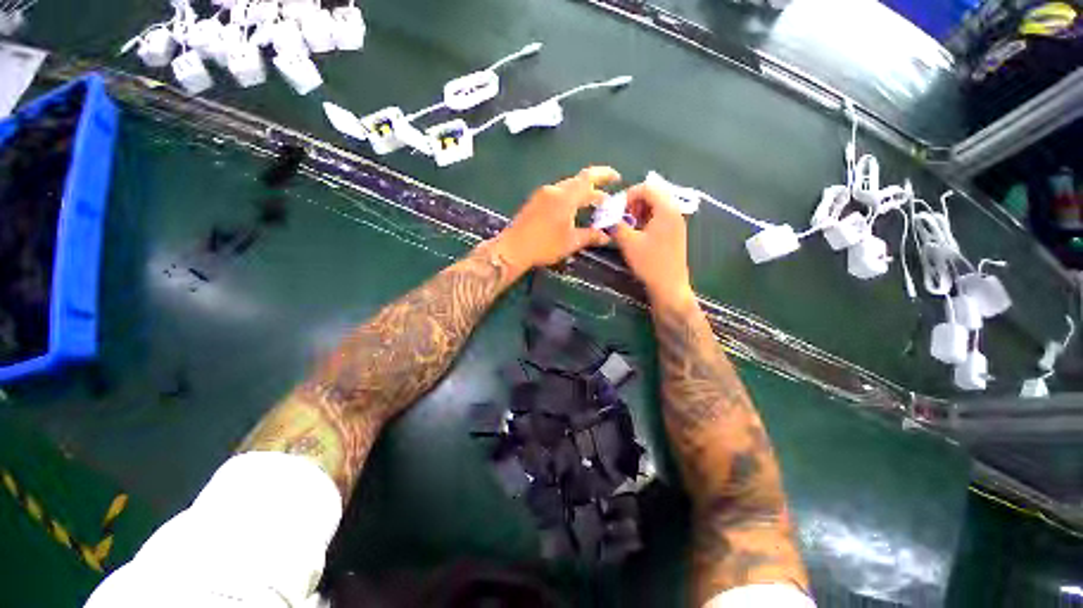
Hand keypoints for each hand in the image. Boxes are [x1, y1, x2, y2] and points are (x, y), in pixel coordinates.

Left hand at [490, 166, 619, 271]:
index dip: (605, 174)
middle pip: (578, 183)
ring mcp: (542, 194)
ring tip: (590, 210)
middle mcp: (554, 190)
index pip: (589, 177)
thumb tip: (606, 237)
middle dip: (594, 191)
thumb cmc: (544, 245)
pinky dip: (569, 200)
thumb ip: (590, 236)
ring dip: (581, 196)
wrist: (513, 249)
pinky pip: (557, 194)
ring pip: (567, 189)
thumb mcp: (571, 241)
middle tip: (605, 204)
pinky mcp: (535, 201)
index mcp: (566, 196)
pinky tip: (571, 213)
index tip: (617, 178)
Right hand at [611, 183, 693, 305]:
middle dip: (634, 203)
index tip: (616, 209)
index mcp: (666, 210)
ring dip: (640, 211)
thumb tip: (607, 216)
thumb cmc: (650, 263)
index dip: (628, 194)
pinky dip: (647, 219)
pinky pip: (660, 217)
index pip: (647, 187)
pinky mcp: (675, 233)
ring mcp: (677, 223)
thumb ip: (616, 225)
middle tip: (622, 217)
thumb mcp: (628, 243)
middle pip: (653, 194)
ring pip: (656, 206)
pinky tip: (638, 234)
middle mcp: (675, 212)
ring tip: (628, 226)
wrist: (669, 286)